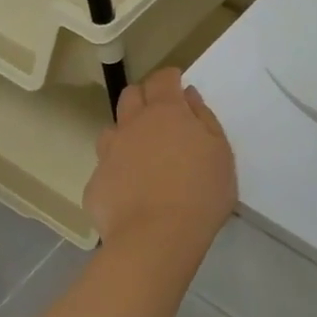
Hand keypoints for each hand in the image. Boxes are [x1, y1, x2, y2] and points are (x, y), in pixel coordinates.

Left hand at [85, 69, 235, 256]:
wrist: (156, 238)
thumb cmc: (201, 193)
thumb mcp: (221, 154)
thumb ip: (205, 120)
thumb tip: (188, 98)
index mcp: (167, 112)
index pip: (163, 79)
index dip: (171, 78)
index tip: (179, 85)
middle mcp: (132, 125)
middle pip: (131, 95)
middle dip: (145, 96)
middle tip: (162, 116)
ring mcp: (109, 153)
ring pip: (113, 130)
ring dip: (127, 134)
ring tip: (144, 156)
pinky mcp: (95, 183)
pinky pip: (106, 168)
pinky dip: (119, 171)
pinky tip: (133, 191)